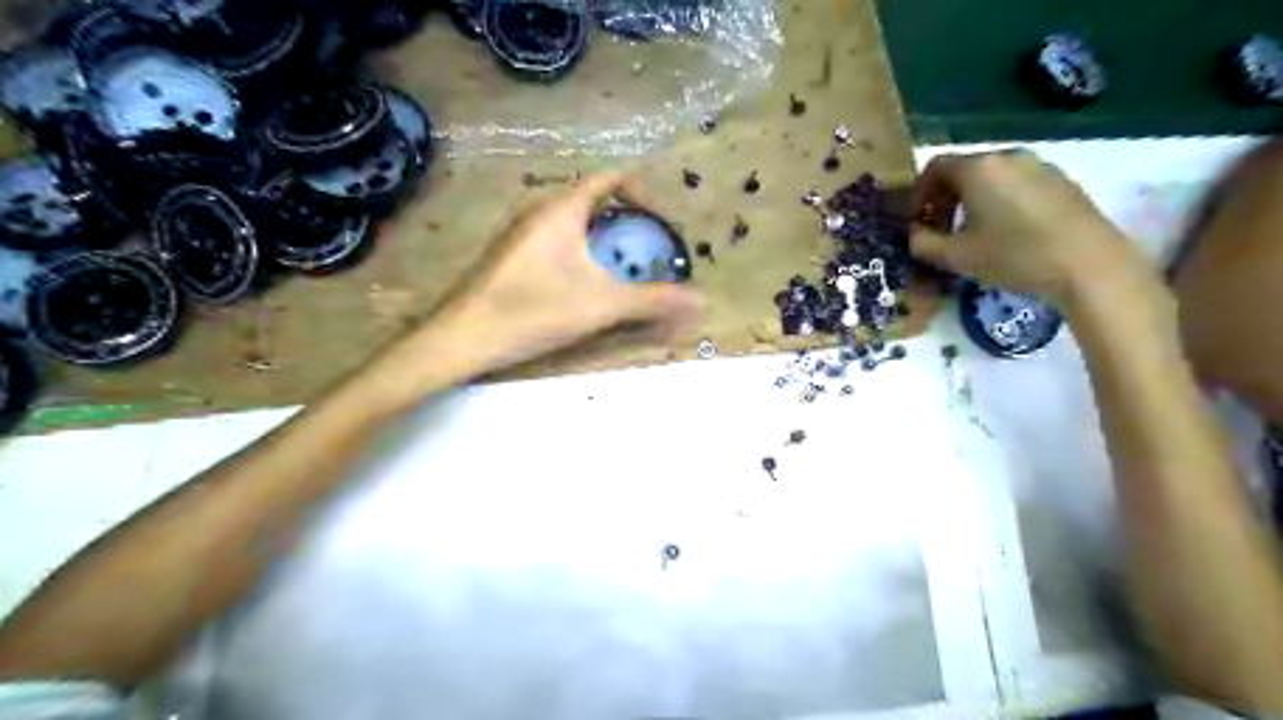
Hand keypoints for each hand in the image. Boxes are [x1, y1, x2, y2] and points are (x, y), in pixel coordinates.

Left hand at [418, 172, 704, 377]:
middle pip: (593, 200)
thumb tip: (701, 301)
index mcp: (562, 208)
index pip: (610, 179)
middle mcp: (538, 209)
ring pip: (572, 222)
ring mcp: (519, 232)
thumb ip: (653, 301)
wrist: (462, 338)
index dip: (643, 193)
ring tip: (621, 270)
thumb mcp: (601, 305)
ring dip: (601, 239)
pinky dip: (579, 252)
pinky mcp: (508, 256)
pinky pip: (554, 240)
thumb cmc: (533, 310)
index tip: (662, 223)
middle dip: (625, 221)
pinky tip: (582, 286)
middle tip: (647, 251)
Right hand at [906, 149, 1147, 305]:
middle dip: (945, 199)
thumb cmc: (1013, 256)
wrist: (1088, 265)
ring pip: (992, 178)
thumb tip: (914, 235)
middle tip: (940, 232)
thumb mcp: (955, 257)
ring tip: (972, 236)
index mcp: (978, 168)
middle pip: (964, 170)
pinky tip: (1007, 235)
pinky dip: (1000, 203)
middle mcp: (1008, 157)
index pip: (934, 167)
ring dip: (972, 202)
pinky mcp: (1063, 182)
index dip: (918, 194)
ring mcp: (1040, 166)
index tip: (916, 222)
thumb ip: (923, 243)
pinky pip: (1018, 185)